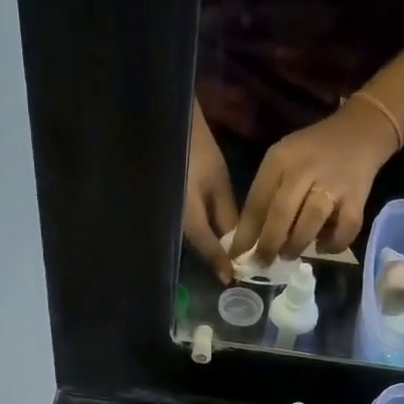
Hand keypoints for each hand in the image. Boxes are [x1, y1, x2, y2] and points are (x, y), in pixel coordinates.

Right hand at [183, 98, 238, 283]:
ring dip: (207, 246)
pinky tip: (212, 232)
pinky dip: (200, 232)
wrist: (165, 125)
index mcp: (188, 214)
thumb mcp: (217, 180)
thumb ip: (226, 212)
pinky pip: (185, 225)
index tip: (229, 279)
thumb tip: (238, 240)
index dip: (219, 262)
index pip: (206, 246)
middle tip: (231, 269)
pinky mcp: (167, 208)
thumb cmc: (196, 149)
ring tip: (226, 253)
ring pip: (191, 237)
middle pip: (197, 245)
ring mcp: (168, 215)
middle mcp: (175, 220)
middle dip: (214, 257)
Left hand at [231, 98, 396, 265]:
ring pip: (310, 223)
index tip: (237, 256)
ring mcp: (333, 184)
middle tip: (263, 262)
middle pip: (281, 213)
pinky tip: (323, 248)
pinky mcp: (357, 197)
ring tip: (289, 254)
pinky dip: (333, 244)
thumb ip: (266, 194)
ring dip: (296, 246)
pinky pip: (345, 229)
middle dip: (269, 244)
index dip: (246, 233)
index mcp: (280, 160)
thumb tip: (249, 238)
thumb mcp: (282, 161)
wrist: (360, 130)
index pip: (257, 201)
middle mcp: (305, 170)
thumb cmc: (312, 152)